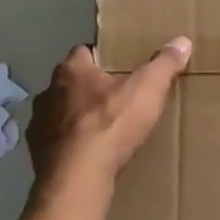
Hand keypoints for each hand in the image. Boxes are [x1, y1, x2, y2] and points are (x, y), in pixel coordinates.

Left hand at [28, 38, 192, 186]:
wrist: (77, 178)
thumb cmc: (110, 125)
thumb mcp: (147, 90)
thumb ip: (164, 64)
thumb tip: (182, 41)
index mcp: (72, 70)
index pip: (83, 52)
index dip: (101, 57)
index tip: (119, 66)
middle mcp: (49, 92)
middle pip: (70, 84)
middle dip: (89, 89)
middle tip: (115, 99)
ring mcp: (38, 124)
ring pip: (60, 114)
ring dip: (76, 119)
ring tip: (101, 130)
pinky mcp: (37, 153)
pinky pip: (55, 143)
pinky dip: (69, 146)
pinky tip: (86, 156)